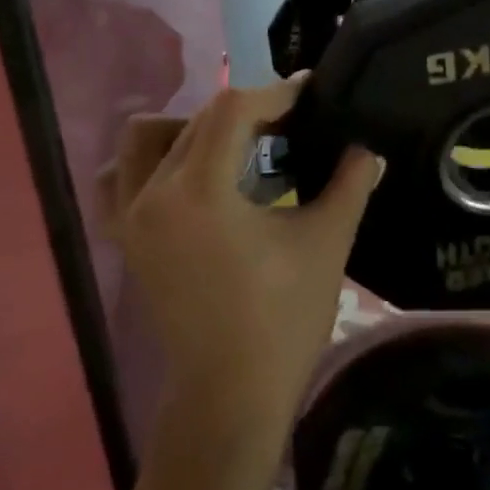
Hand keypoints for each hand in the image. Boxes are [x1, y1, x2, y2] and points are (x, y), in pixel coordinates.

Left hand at [98, 81, 382, 425]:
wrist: (230, 397)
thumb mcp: (326, 240)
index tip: (312, 91)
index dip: (276, 91)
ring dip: (195, 128)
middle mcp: (154, 194)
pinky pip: (121, 178)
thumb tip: (368, 145)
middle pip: (198, 117)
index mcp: (200, 191)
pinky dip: (152, 162)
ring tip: (237, 148)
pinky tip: (191, 174)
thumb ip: (351, 180)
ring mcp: (131, 218)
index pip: (232, 109)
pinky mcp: (127, 239)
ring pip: (150, 138)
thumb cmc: (283, 317)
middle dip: (247, 110)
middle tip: (288, 123)